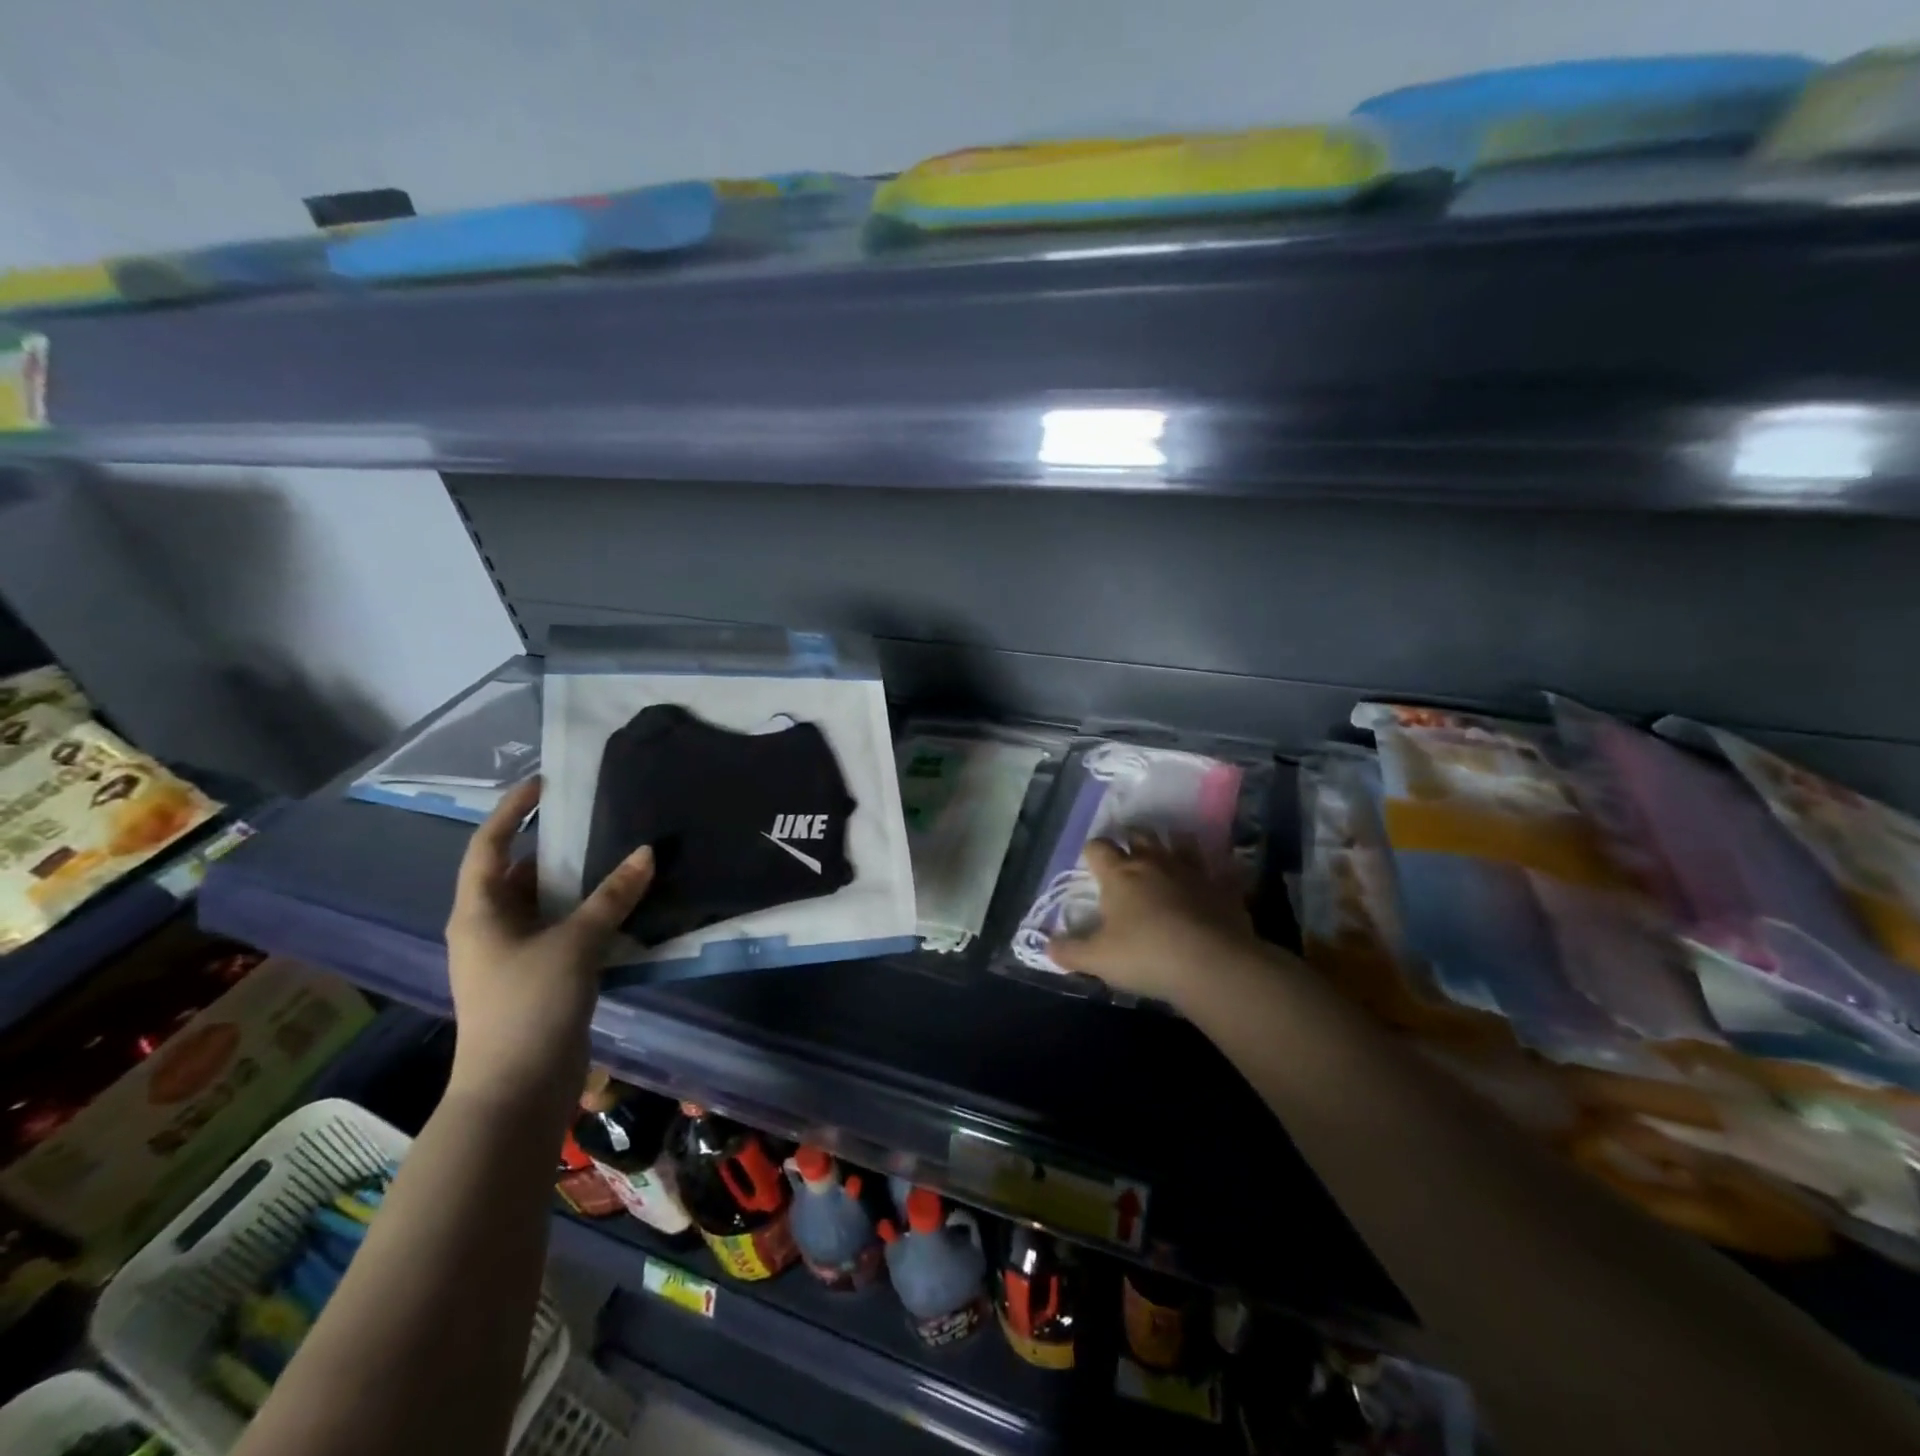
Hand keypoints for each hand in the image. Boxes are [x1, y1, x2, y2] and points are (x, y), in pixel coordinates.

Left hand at [443, 777, 654, 1116]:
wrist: (517, 1088)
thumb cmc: (530, 1005)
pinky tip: (620, 906)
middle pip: (516, 873)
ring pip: (541, 904)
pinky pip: (559, 930)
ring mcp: (510, 956)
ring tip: (614, 853)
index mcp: (479, 912)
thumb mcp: (575, 943)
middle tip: (594, 817)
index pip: (488, 846)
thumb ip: (612, 896)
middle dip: (550, 846)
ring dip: (573, 882)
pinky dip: (584, 914)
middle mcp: (488, 928)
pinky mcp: (535, 978)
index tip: (544, 783)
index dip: (512, 811)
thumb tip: (647, 852)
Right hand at [1047, 836, 1260, 1006]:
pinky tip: (1213, 874)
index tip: (1090, 861)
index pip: (1098, 848)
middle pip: (1140, 835)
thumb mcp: (1098, 959)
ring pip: (1180, 841)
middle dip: (1131, 838)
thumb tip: (1046, 946)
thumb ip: (1070, 951)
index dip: (1092, 851)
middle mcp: (1154, 863)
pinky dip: (1214, 867)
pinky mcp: (1223, 885)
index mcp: (1119, 875)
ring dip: (1172, 842)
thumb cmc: (1146, 956)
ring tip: (1168, 849)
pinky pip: (1219, 866)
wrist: (1212, 963)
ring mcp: (1193, 871)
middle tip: (1128, 849)